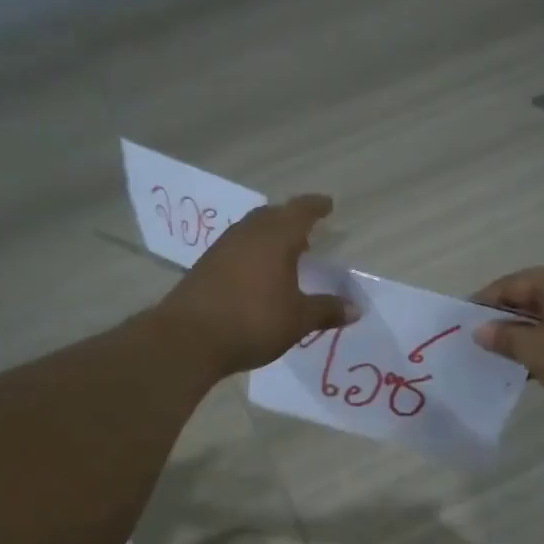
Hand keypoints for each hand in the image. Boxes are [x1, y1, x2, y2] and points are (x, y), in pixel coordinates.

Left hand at [156, 194, 354, 374]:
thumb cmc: (253, 322)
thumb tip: (355, 308)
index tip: (328, 206)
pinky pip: (236, 248)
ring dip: (269, 235)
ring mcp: (222, 248)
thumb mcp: (298, 319)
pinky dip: (252, 252)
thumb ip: (326, 310)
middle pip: (272, 215)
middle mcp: (248, 234)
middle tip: (307, 232)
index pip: (300, 211)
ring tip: (284, 253)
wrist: (188, 338)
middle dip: (291, 219)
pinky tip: (256, 273)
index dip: (316, 207)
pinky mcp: (204, 266)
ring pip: (251, 230)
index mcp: (276, 237)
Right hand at [472, 262, 543, 428]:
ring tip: (498, 359)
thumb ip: (504, 337)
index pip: (511, 284)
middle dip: (503, 321)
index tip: (460, 325)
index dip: (483, 303)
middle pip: (529, 298)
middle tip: (476, 344)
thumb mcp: (537, 350)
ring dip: (523, 337)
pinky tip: (528, 368)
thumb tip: (480, 330)